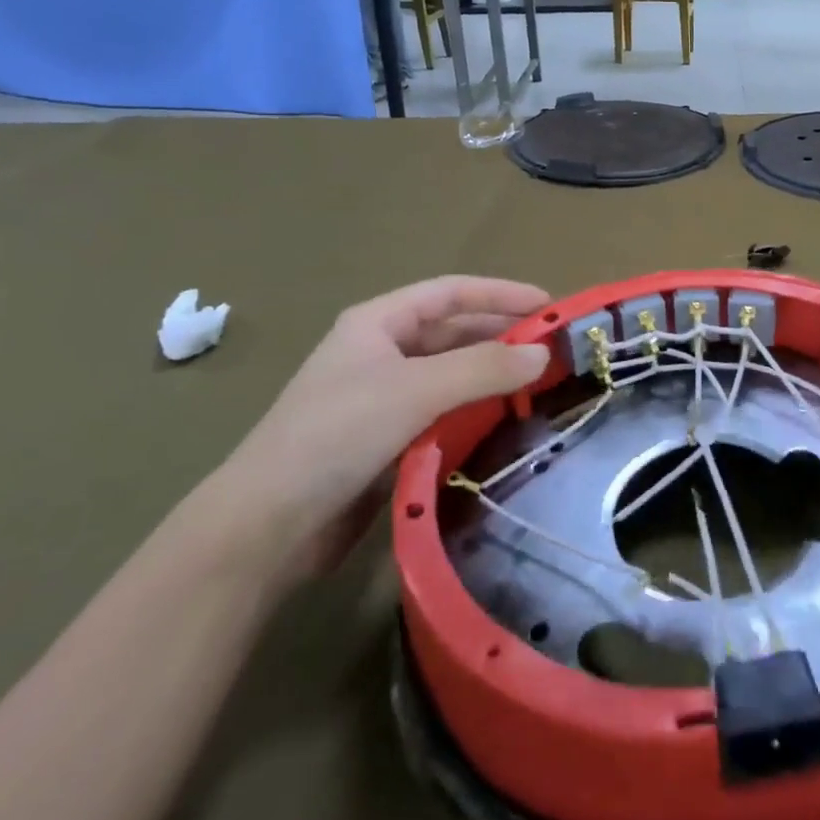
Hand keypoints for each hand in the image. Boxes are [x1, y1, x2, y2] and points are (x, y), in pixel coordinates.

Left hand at [203, 277, 550, 580]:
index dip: (500, 294)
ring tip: (539, 386)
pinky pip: (443, 413)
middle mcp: (380, 352)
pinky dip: (474, 412)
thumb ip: (484, 368)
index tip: (549, 306)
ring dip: (491, 377)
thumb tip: (544, 354)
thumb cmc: (338, 435)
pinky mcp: (386, 440)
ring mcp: (382, 398)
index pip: (450, 292)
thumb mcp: (416, 390)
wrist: (267, 526)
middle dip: (501, 337)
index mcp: (377, 323)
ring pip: (450, 375)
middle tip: (553, 351)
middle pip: (453, 333)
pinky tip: (504, 422)